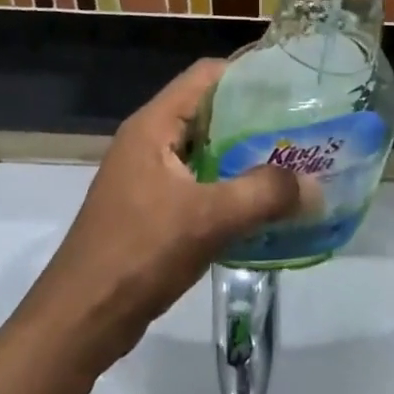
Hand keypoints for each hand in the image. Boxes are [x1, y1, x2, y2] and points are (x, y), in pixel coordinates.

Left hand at [17, 60, 304, 373]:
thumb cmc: (139, 253)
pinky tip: (258, 205)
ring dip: (241, 154)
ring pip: (203, 149)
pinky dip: (226, 185)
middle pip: (206, 110)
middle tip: (299, 128)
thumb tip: (313, 185)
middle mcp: (148, 139)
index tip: (291, 84)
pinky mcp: (149, 207)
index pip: (205, 75)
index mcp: (153, 125)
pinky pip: (195, 181)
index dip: (247, 73)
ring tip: (289, 163)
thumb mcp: (207, 220)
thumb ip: (263, 196)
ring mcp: (146, 175)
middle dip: (252, 117)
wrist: (79, 321)